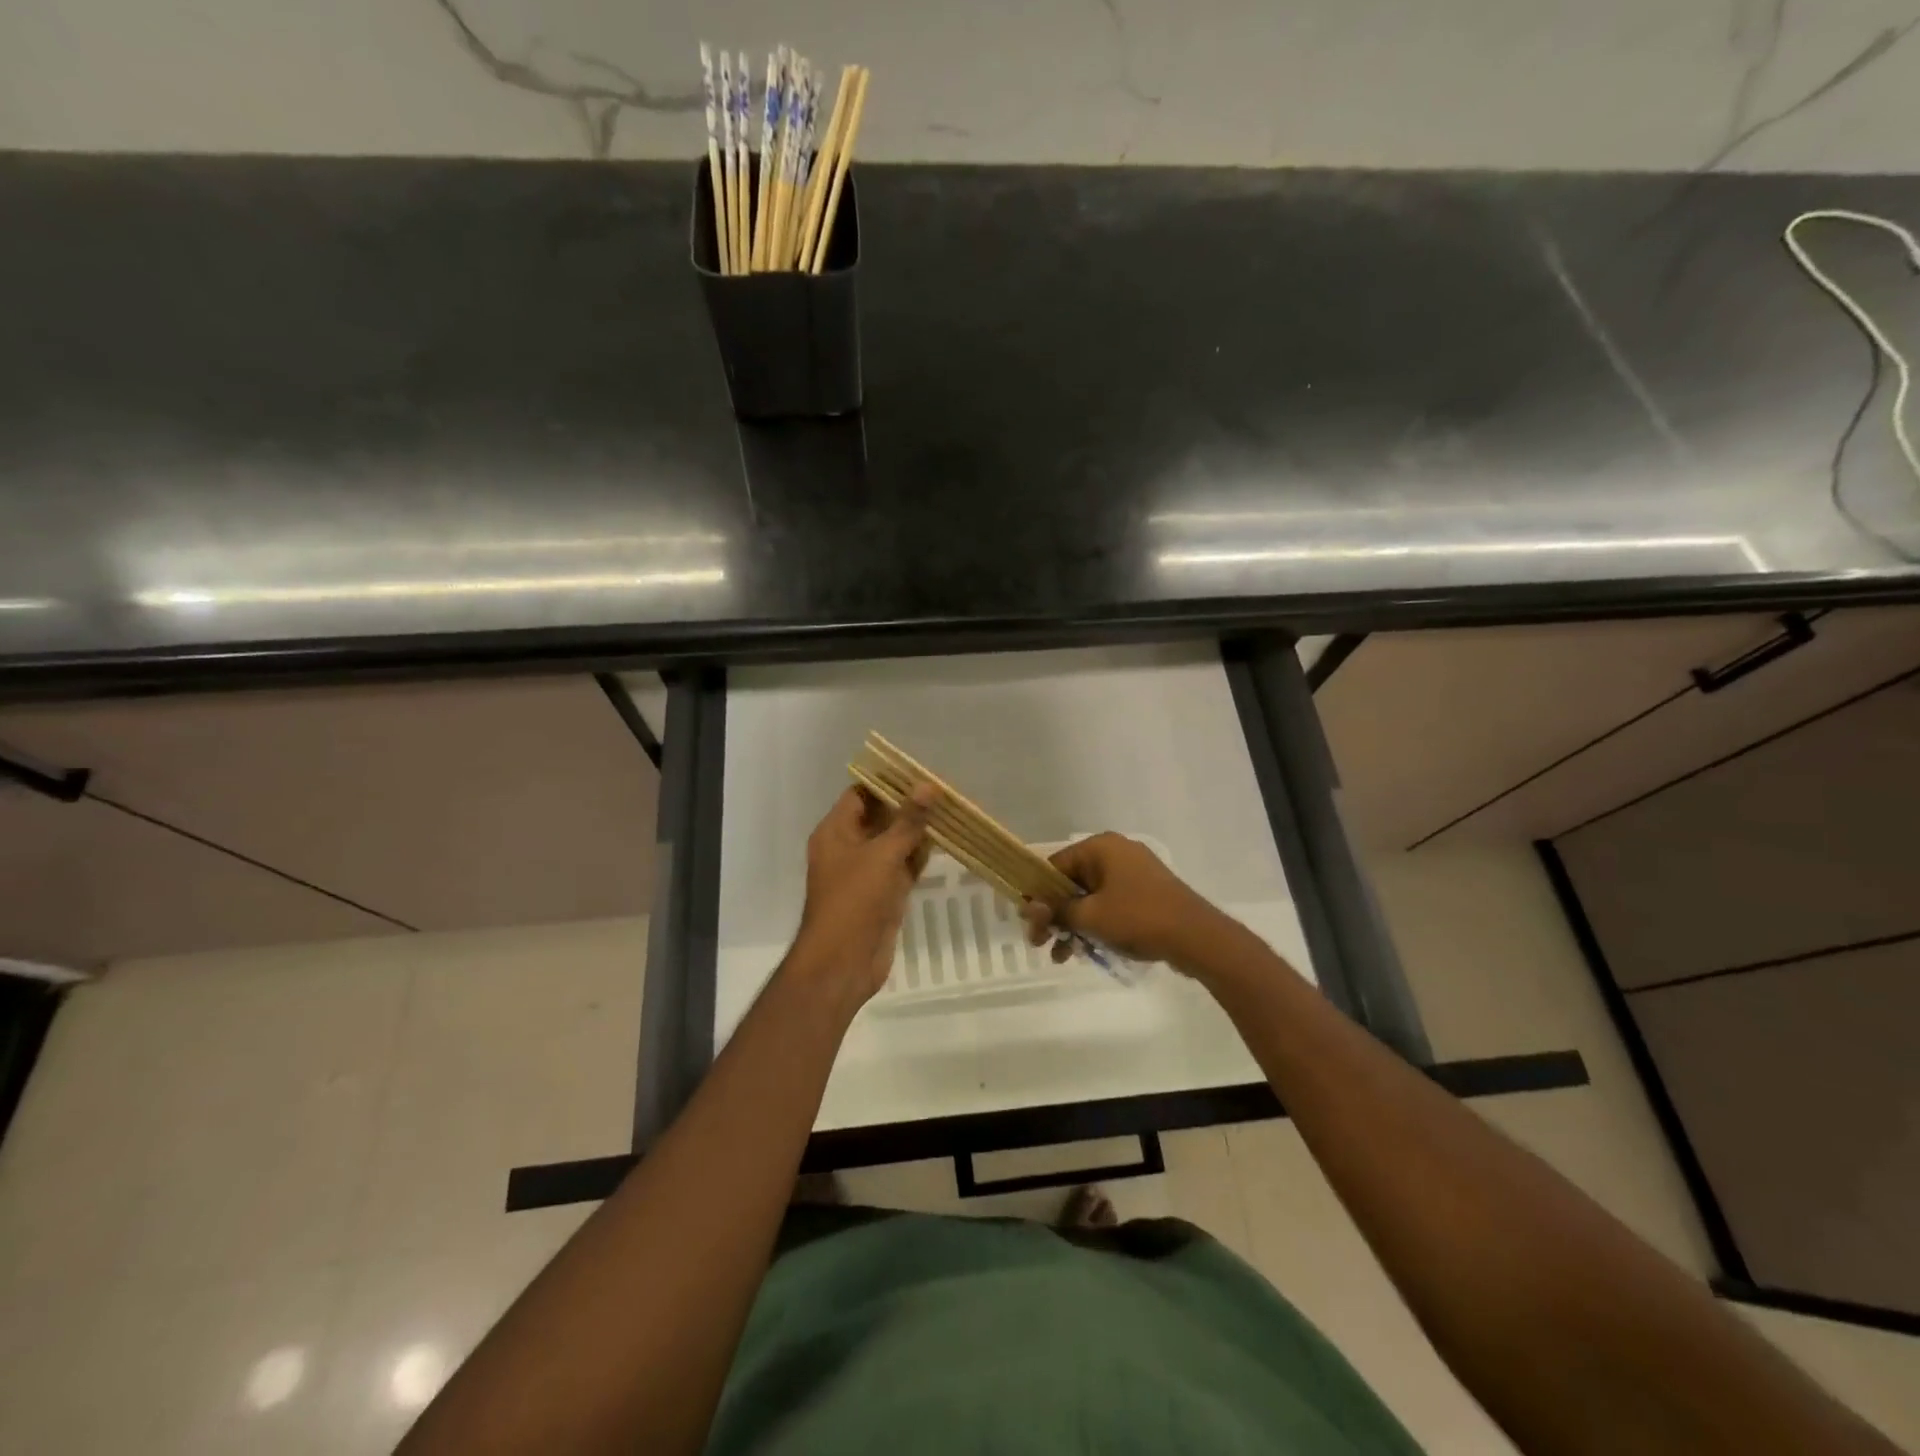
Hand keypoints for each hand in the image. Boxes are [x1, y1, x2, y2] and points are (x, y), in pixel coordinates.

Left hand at [788, 785, 934, 1008]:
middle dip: (909, 805)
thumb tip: (928, 787)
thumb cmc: (854, 901)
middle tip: (944, 790)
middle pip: (880, 817)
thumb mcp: (882, 855)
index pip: (861, 794)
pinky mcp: (884, 893)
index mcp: (836, 832)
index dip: (888, 782)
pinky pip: (903, 866)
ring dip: (918, 830)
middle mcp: (849, 847)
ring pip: (895, 842)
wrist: (844, 963)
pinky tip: (946, 842)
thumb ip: (907, 821)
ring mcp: (867, 872)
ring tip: (951, 810)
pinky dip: (921, 855)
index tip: (920, 772)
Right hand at [1020, 832, 1232, 972]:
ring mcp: (1133, 873)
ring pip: (1089, 897)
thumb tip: (1029, 906)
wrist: (1197, 937)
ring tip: (1062, 956)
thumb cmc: (1139, 917)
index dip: (1037, 894)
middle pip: (1070, 882)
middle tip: (1039, 944)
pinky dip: (1094, 924)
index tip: (1027, 921)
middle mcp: (1115, 853)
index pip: (1054, 865)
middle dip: (1053, 914)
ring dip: (1071, 925)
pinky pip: (1109, 905)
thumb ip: (1056, 909)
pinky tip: (1083, 952)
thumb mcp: (1090, 916)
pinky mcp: (1145, 894)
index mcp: (1100, 847)